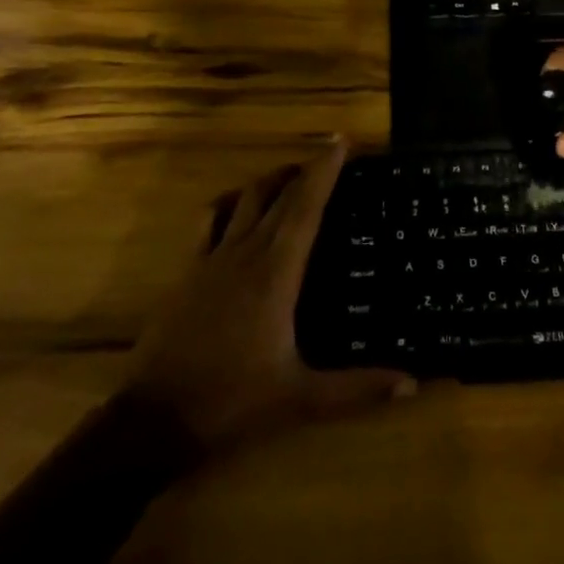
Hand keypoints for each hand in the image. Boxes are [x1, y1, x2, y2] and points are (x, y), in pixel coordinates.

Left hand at [125, 140, 413, 454]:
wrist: (151, 422)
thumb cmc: (231, 402)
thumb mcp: (299, 398)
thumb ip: (357, 388)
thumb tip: (412, 383)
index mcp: (276, 272)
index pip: (306, 206)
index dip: (325, 169)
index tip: (341, 141)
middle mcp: (245, 253)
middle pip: (278, 195)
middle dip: (305, 169)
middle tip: (329, 156)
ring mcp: (211, 259)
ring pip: (243, 199)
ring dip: (269, 181)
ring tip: (291, 177)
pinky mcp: (187, 272)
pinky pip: (209, 220)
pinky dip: (228, 203)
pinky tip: (235, 208)